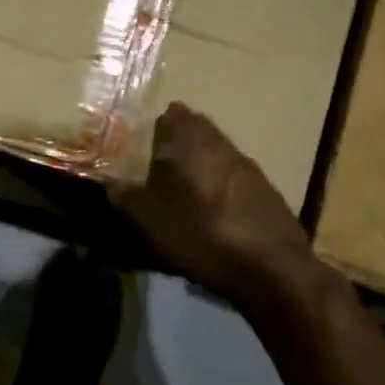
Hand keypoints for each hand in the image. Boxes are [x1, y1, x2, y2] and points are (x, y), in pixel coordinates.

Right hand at [109, 103, 328, 317]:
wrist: (273, 270)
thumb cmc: (203, 234)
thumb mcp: (151, 220)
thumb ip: (126, 197)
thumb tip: (111, 183)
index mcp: (195, 142)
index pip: (175, 114)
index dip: (157, 125)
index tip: (143, 143)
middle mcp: (225, 145)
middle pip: (199, 133)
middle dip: (178, 146)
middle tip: (158, 168)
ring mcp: (251, 169)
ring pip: (218, 156)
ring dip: (201, 167)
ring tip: (183, 194)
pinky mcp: (267, 194)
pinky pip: (235, 180)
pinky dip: (220, 189)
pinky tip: (213, 215)